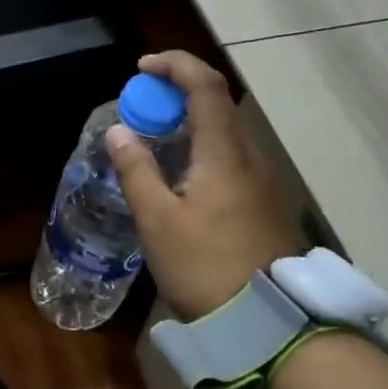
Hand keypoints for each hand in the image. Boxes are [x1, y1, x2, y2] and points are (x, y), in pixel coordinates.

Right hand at [107, 51, 303, 320]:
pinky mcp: (265, 204)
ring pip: (227, 132)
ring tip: (156, 139)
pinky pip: (232, 157)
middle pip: (218, 104)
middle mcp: (250, 157)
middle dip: (178, 92)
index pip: (206, 86)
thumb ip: (136, 170)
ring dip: (191, 121)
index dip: (174, 65)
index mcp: (224, 153)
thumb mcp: (157, 221)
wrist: (268, 322)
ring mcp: (264, 181)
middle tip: (142, 107)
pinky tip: (182, 176)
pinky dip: (204, 147)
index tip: (141, 68)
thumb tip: (119, 131)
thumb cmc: (205, 267)